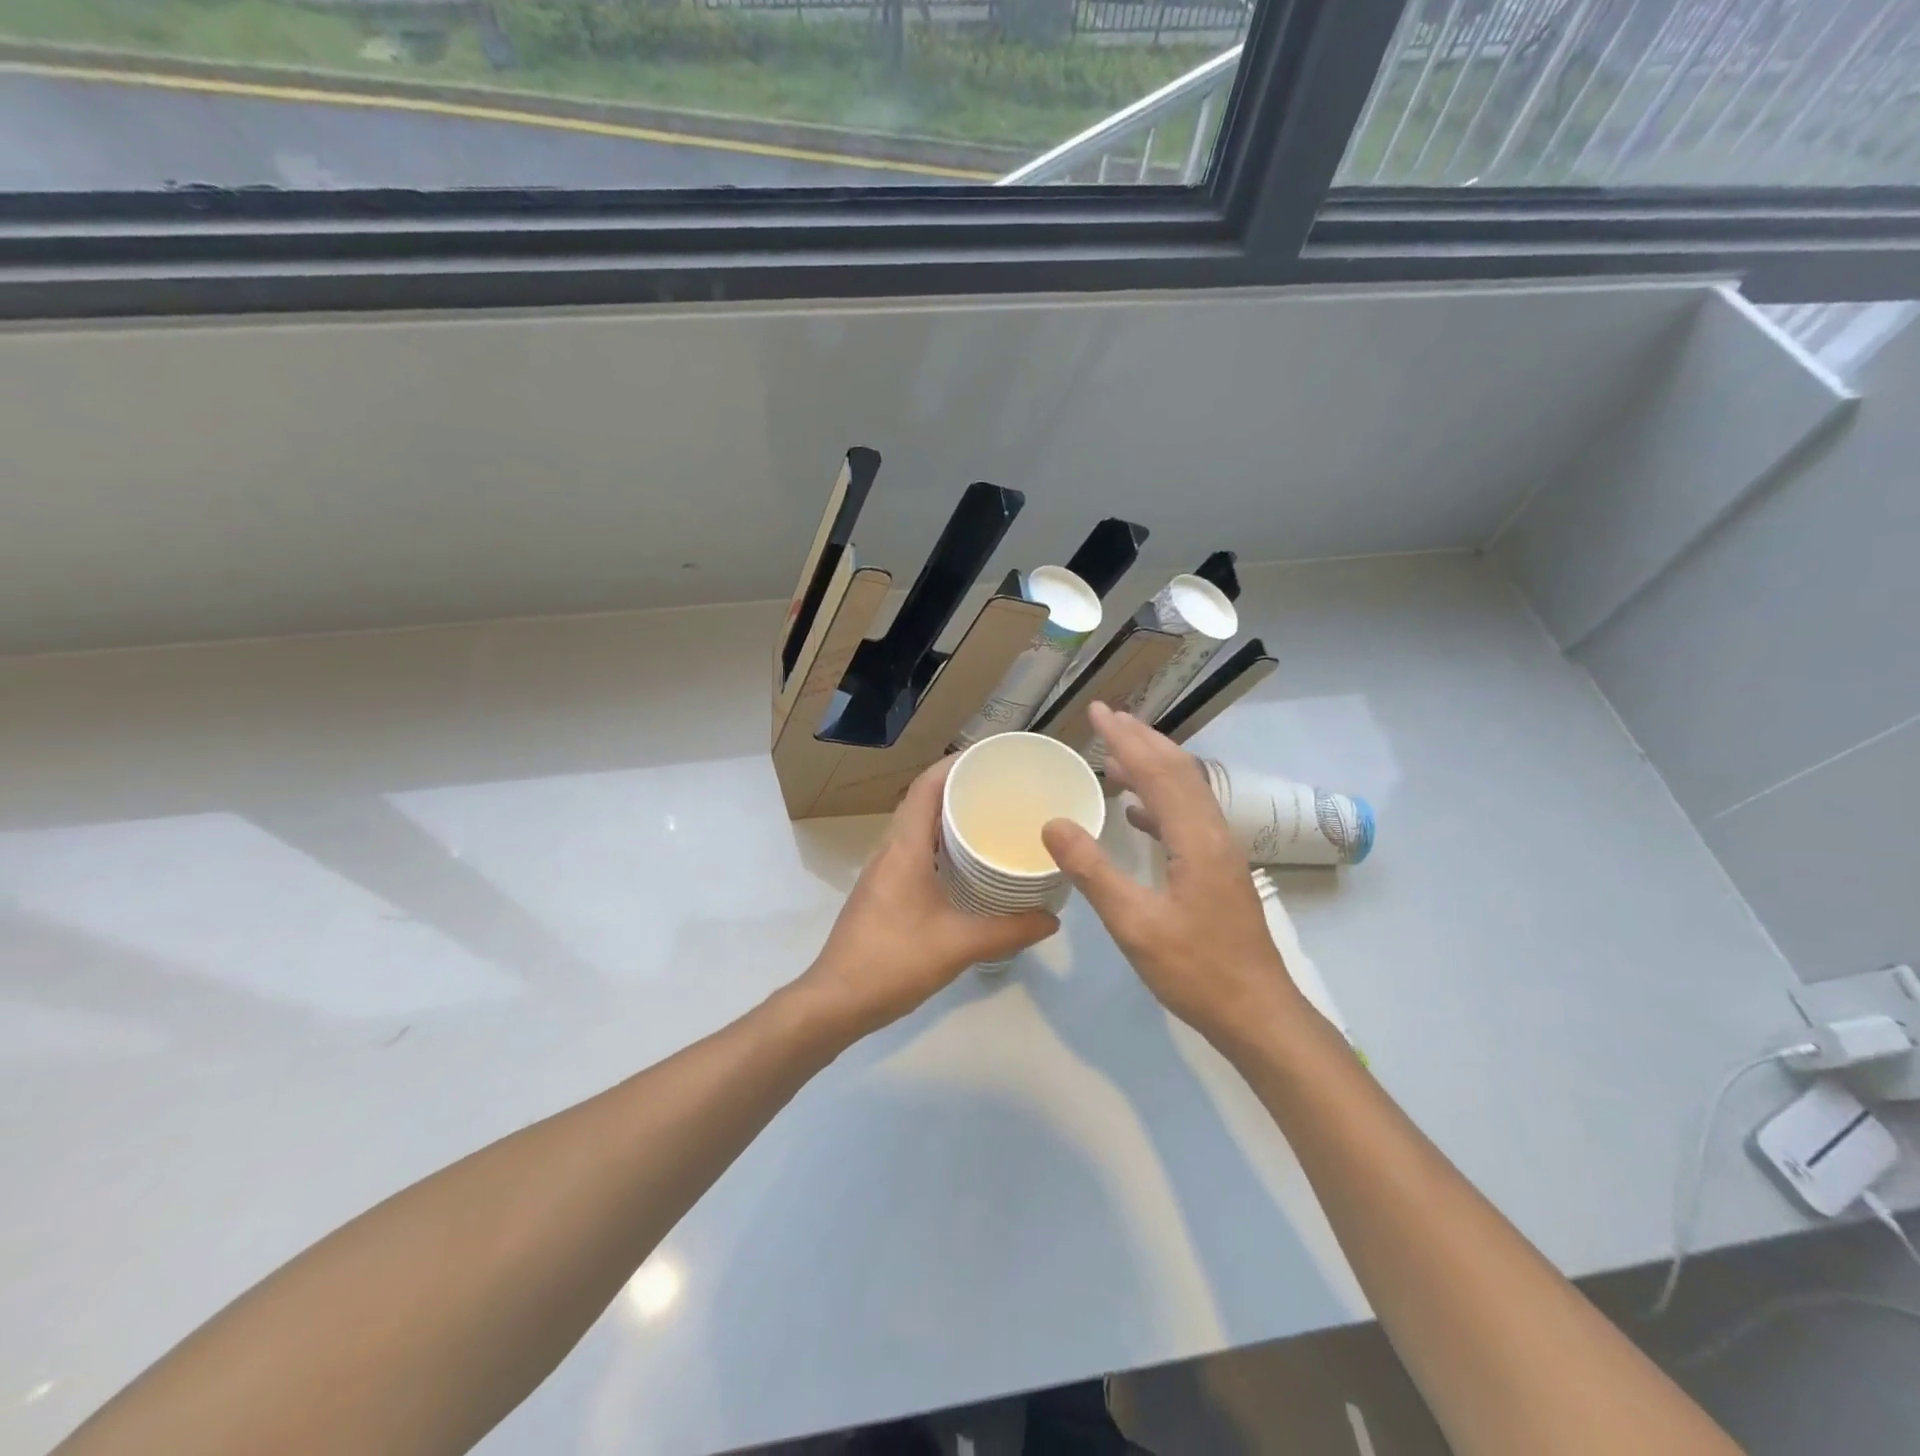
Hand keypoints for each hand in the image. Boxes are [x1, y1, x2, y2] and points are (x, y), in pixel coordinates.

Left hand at [799, 755, 1057, 1040]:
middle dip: (959, 787)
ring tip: (989, 819)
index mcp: (904, 848)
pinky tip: (966, 866)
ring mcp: (881, 871)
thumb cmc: (893, 962)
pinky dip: (939, 845)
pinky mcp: (881, 891)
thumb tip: (1052, 919)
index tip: (991, 759)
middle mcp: (889, 850)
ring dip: (947, 817)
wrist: (836, 1001)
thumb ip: (1009, 930)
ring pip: (916, 827)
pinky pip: (913, 850)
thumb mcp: (959, 946)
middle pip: (922, 801)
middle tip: (1001, 789)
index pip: (926, 787)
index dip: (955, 764)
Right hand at [1040, 702, 1306, 1047]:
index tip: (1098, 711)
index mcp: (1195, 839)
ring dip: (1152, 766)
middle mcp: (1213, 834)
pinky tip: (1136, 812)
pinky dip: (1159, 801)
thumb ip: (1093, 871)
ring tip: (1116, 754)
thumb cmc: (1196, 971)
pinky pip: (1185, 818)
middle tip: (1106, 717)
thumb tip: (1053, 823)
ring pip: (1185, 792)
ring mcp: (1220, 852)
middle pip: (1178, 771)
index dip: (1126, 738)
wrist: (1258, 1014)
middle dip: (1142, 739)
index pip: (1158, 771)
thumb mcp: (1135, 924)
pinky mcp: (1219, 871)